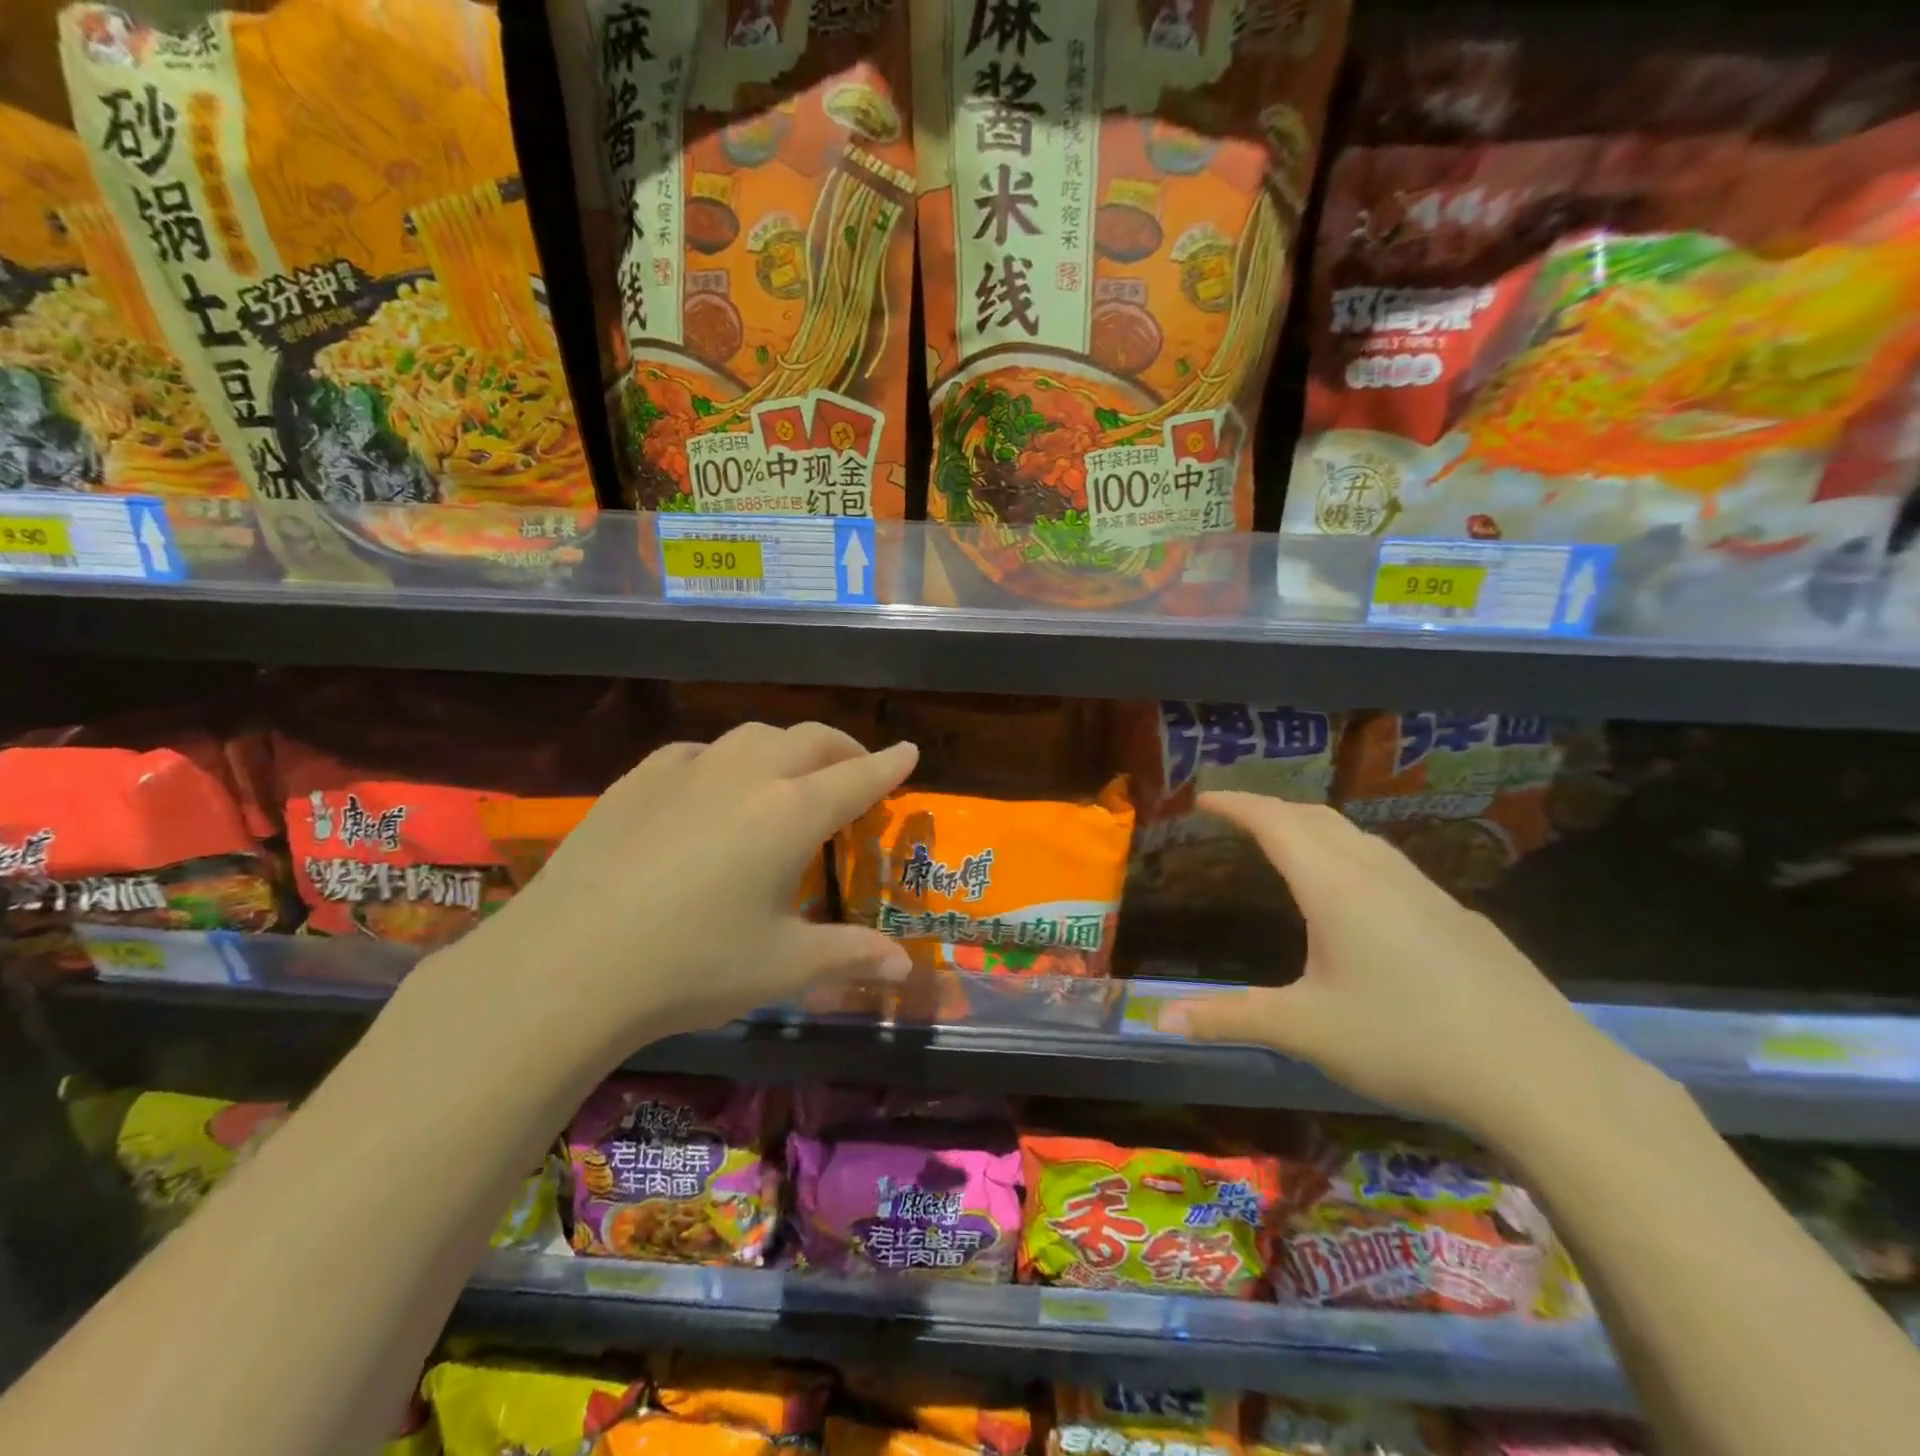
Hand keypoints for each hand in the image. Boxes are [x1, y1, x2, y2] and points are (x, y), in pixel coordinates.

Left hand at [408, 723, 917, 1080]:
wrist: (566, 965)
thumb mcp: (782, 966)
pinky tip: (713, 787)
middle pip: (811, 739)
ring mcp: (688, 770)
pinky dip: (727, 759)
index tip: (909, 750)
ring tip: (790, 774)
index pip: (859, 776)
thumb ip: (850, 956)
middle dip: (845, 748)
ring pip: (755, 735)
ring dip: (787, 746)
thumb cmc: (691, 966)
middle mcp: (747, 775)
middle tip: (857, 768)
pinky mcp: (639, 779)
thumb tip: (903, 965)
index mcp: (792, 814)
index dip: (890, 764)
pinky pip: (699, 752)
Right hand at [1161, 792, 1636, 1142]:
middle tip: (1237, 814)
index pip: (1274, 822)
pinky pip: (1388, 863)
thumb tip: (1160, 1018)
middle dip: (1270, 807)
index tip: (1203, 798)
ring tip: (1289, 840)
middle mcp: (1378, 874)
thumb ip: (1229, 1018)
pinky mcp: (1458, 916)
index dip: (1235, 804)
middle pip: (1315, 817)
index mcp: (1334, 887)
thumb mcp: (1305, 1031)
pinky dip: (1351, 853)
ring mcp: (1426, 891)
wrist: (1543, 1074)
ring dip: (1313, 825)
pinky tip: (1361, 893)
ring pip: (1357, 836)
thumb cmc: (1407, 1041)